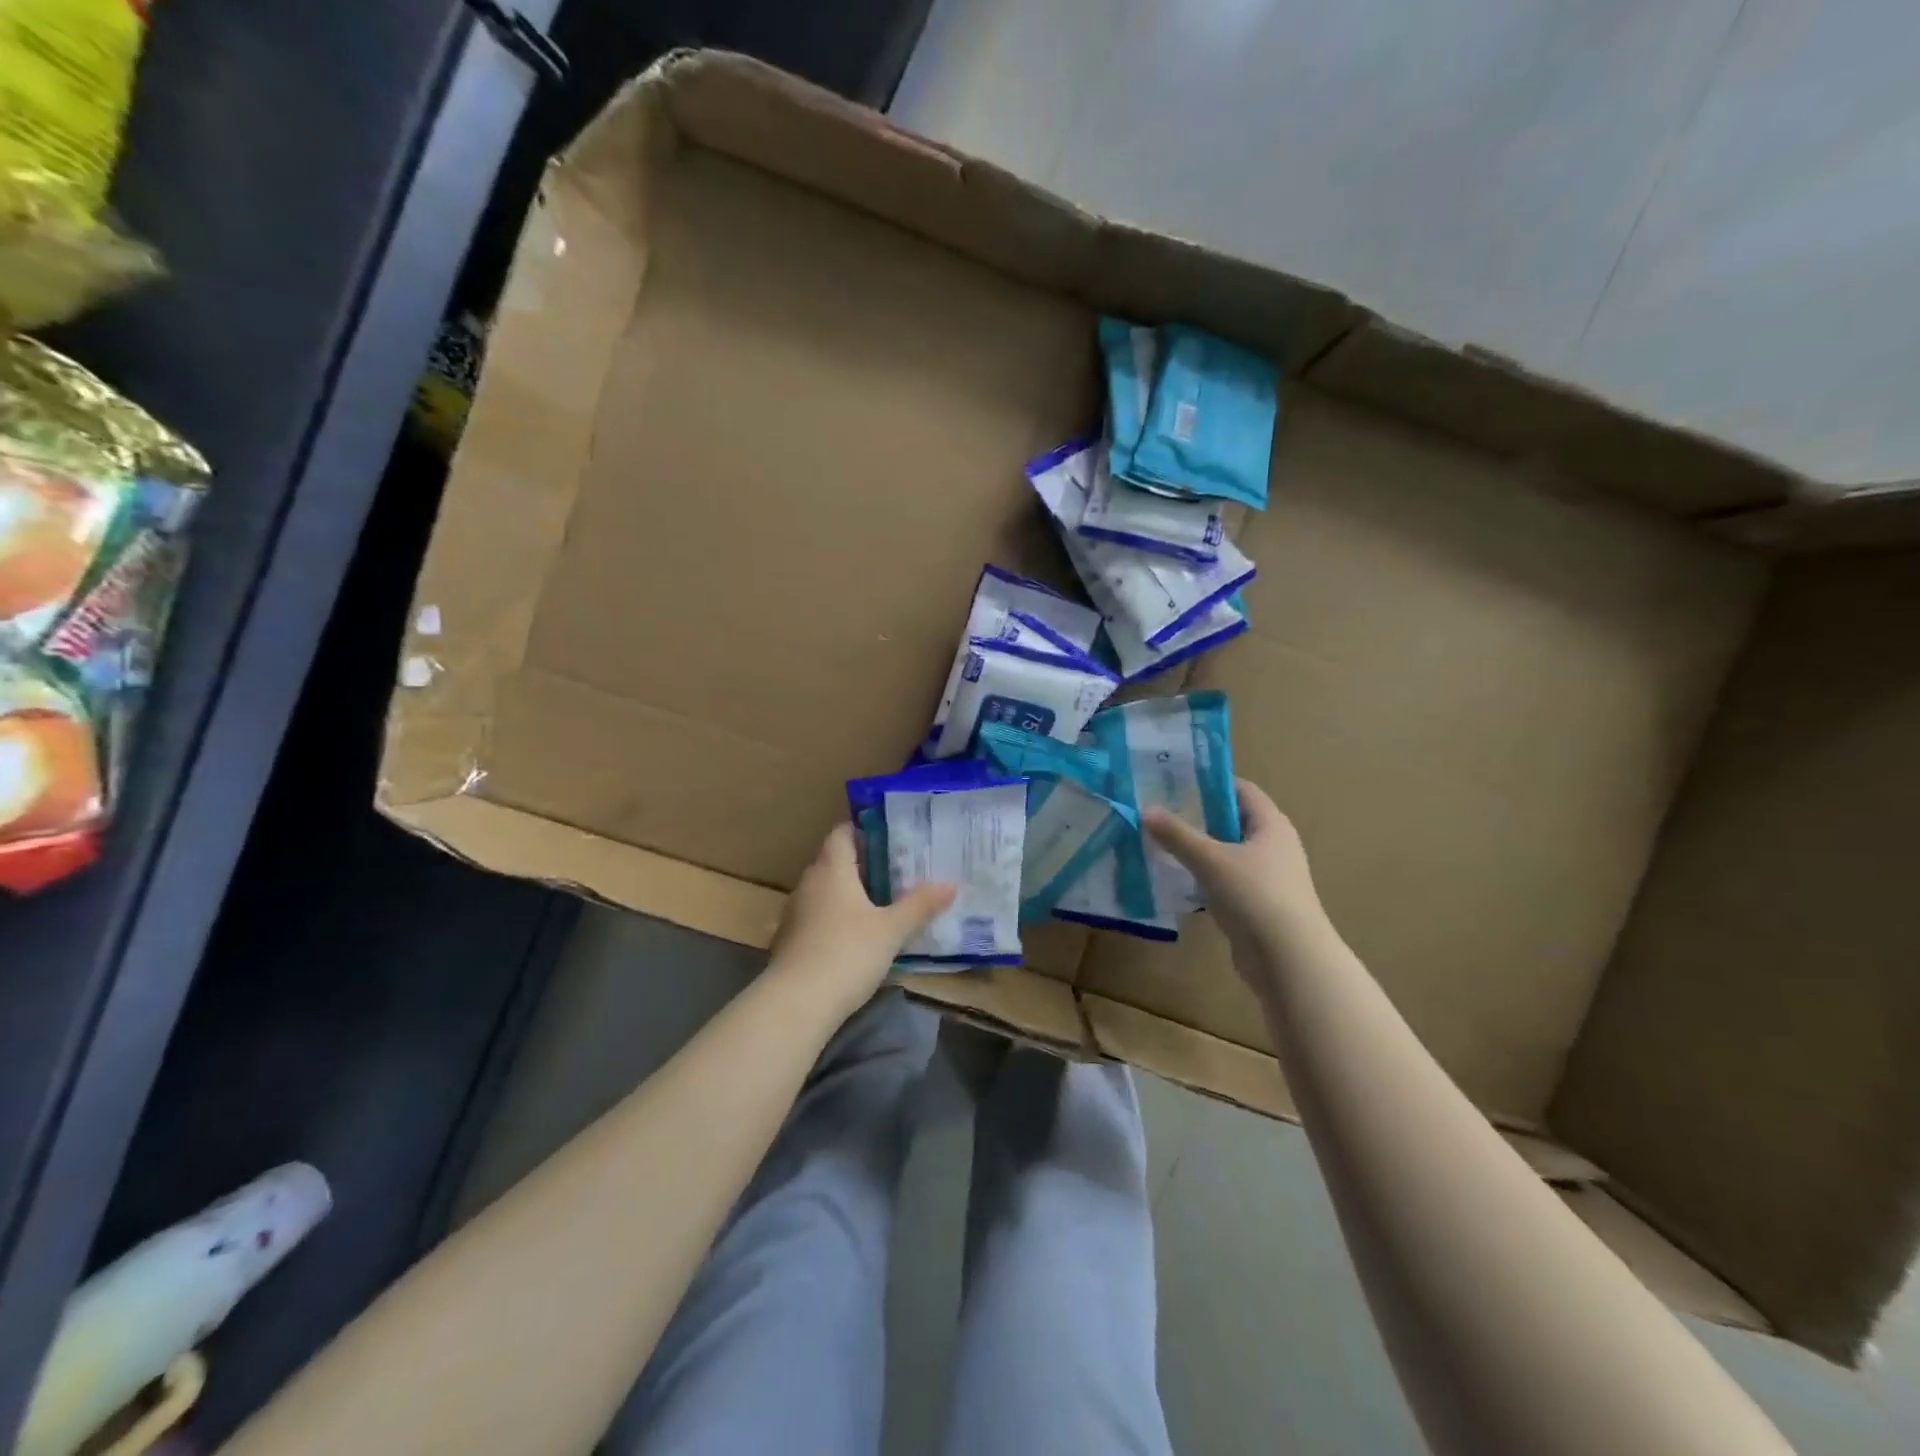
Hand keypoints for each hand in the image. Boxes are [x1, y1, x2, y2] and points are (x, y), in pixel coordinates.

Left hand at [769, 823, 955, 1016]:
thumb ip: (919, 905)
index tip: (889, 836)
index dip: (863, 829)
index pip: (842, 833)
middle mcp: (809, 883)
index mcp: (832, 869)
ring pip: (824, 891)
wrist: (796, 1004)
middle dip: (861, 864)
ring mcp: (794, 913)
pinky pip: (816, 918)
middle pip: (833, 862)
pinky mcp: (788, 941)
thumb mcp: (892, 930)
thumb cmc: (848, 953)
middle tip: (895, 871)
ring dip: (847, 894)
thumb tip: (950, 884)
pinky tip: (854, 937)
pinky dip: (834, 919)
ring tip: (879, 904)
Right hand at [1143, 779, 1324, 954]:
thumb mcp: (1210, 860)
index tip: (1174, 781)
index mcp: (1271, 825)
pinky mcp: (1258, 905)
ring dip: (1199, 849)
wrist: (1289, 960)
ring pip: (1228, 853)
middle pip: (1232, 821)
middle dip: (1198, 816)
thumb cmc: (1255, 895)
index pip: (1241, 790)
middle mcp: (1274, 846)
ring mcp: (1268, 878)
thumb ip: (1177, 835)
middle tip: (1160, 812)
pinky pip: (1227, 881)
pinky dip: (1204, 878)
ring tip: (1161, 843)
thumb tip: (1145, 810)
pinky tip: (1178, 880)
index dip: (1210, 782)